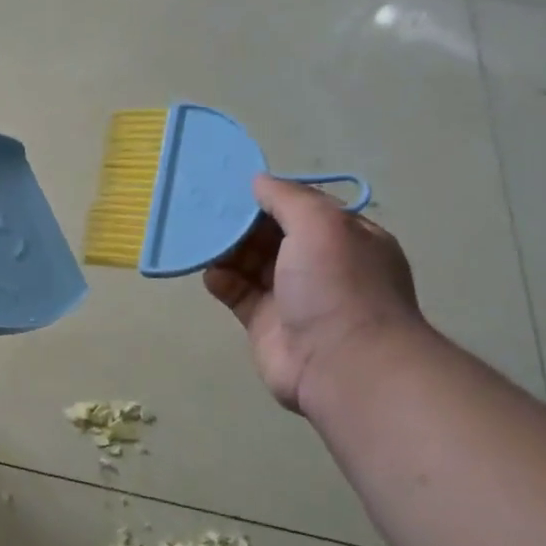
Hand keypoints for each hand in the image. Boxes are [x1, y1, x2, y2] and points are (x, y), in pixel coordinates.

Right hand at [203, 174, 424, 414]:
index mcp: (345, 238)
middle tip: (206, 211)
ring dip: (226, 250)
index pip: (303, 208)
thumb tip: (258, 181)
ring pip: (251, 263)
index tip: (234, 188)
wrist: (343, 364)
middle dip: (241, 223)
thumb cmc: (338, 284)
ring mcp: (292, 296)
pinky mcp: (266, 323)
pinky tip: (210, 274)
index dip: (270, 197)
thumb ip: (286, 198)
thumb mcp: (320, 224)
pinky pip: (238, 293)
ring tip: (199, 238)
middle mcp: (321, 265)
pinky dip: (222, 281)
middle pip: (272, 234)